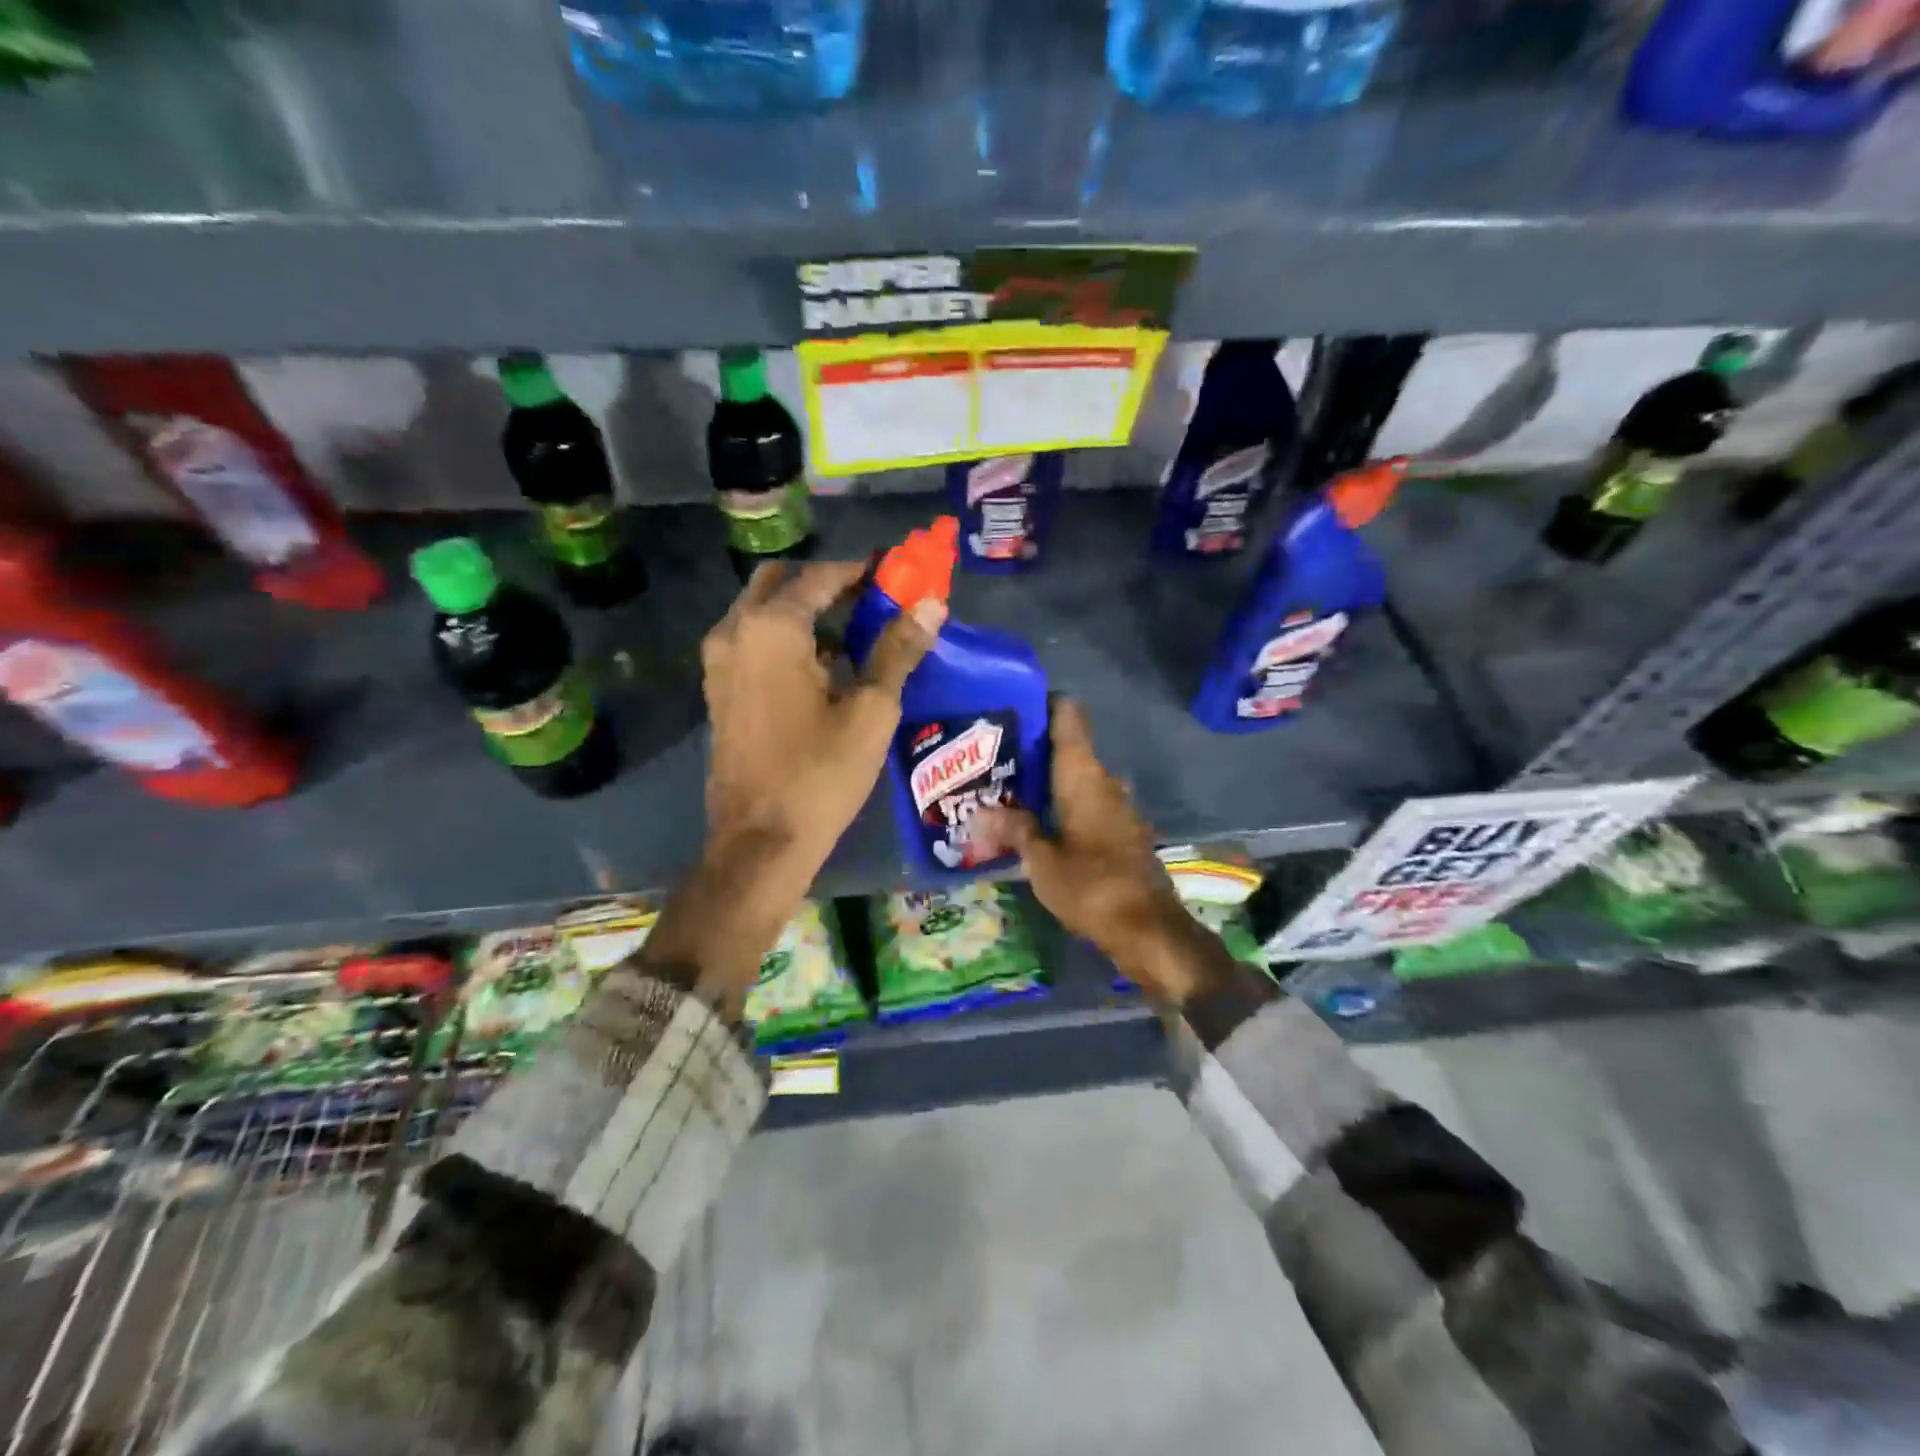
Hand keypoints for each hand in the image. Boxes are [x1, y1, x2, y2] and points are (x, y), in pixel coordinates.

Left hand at [642, 560, 941, 1004]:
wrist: (761, 841)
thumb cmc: (821, 774)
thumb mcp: (871, 710)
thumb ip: (898, 649)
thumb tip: (931, 604)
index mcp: (771, 627)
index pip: (821, 576)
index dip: (862, 570)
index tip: (896, 571)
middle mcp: (734, 631)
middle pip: (781, 582)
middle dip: (827, 584)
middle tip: (871, 600)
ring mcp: (719, 661)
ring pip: (762, 611)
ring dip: (805, 611)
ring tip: (856, 633)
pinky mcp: (718, 689)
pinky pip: (753, 641)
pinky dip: (785, 638)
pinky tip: (823, 667)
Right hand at [975, 699, 1212, 1004]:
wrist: (1148, 930)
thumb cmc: (1091, 886)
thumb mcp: (1041, 861)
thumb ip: (1014, 830)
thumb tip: (979, 813)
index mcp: (1084, 777)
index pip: (1069, 718)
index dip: (1045, 705)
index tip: (1013, 707)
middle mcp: (1105, 783)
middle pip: (1070, 750)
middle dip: (1034, 751)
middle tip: (993, 756)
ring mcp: (1118, 809)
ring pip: (1078, 780)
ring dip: (1048, 783)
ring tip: (1007, 790)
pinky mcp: (1123, 834)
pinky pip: (1088, 806)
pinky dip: (1064, 807)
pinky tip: (1038, 823)